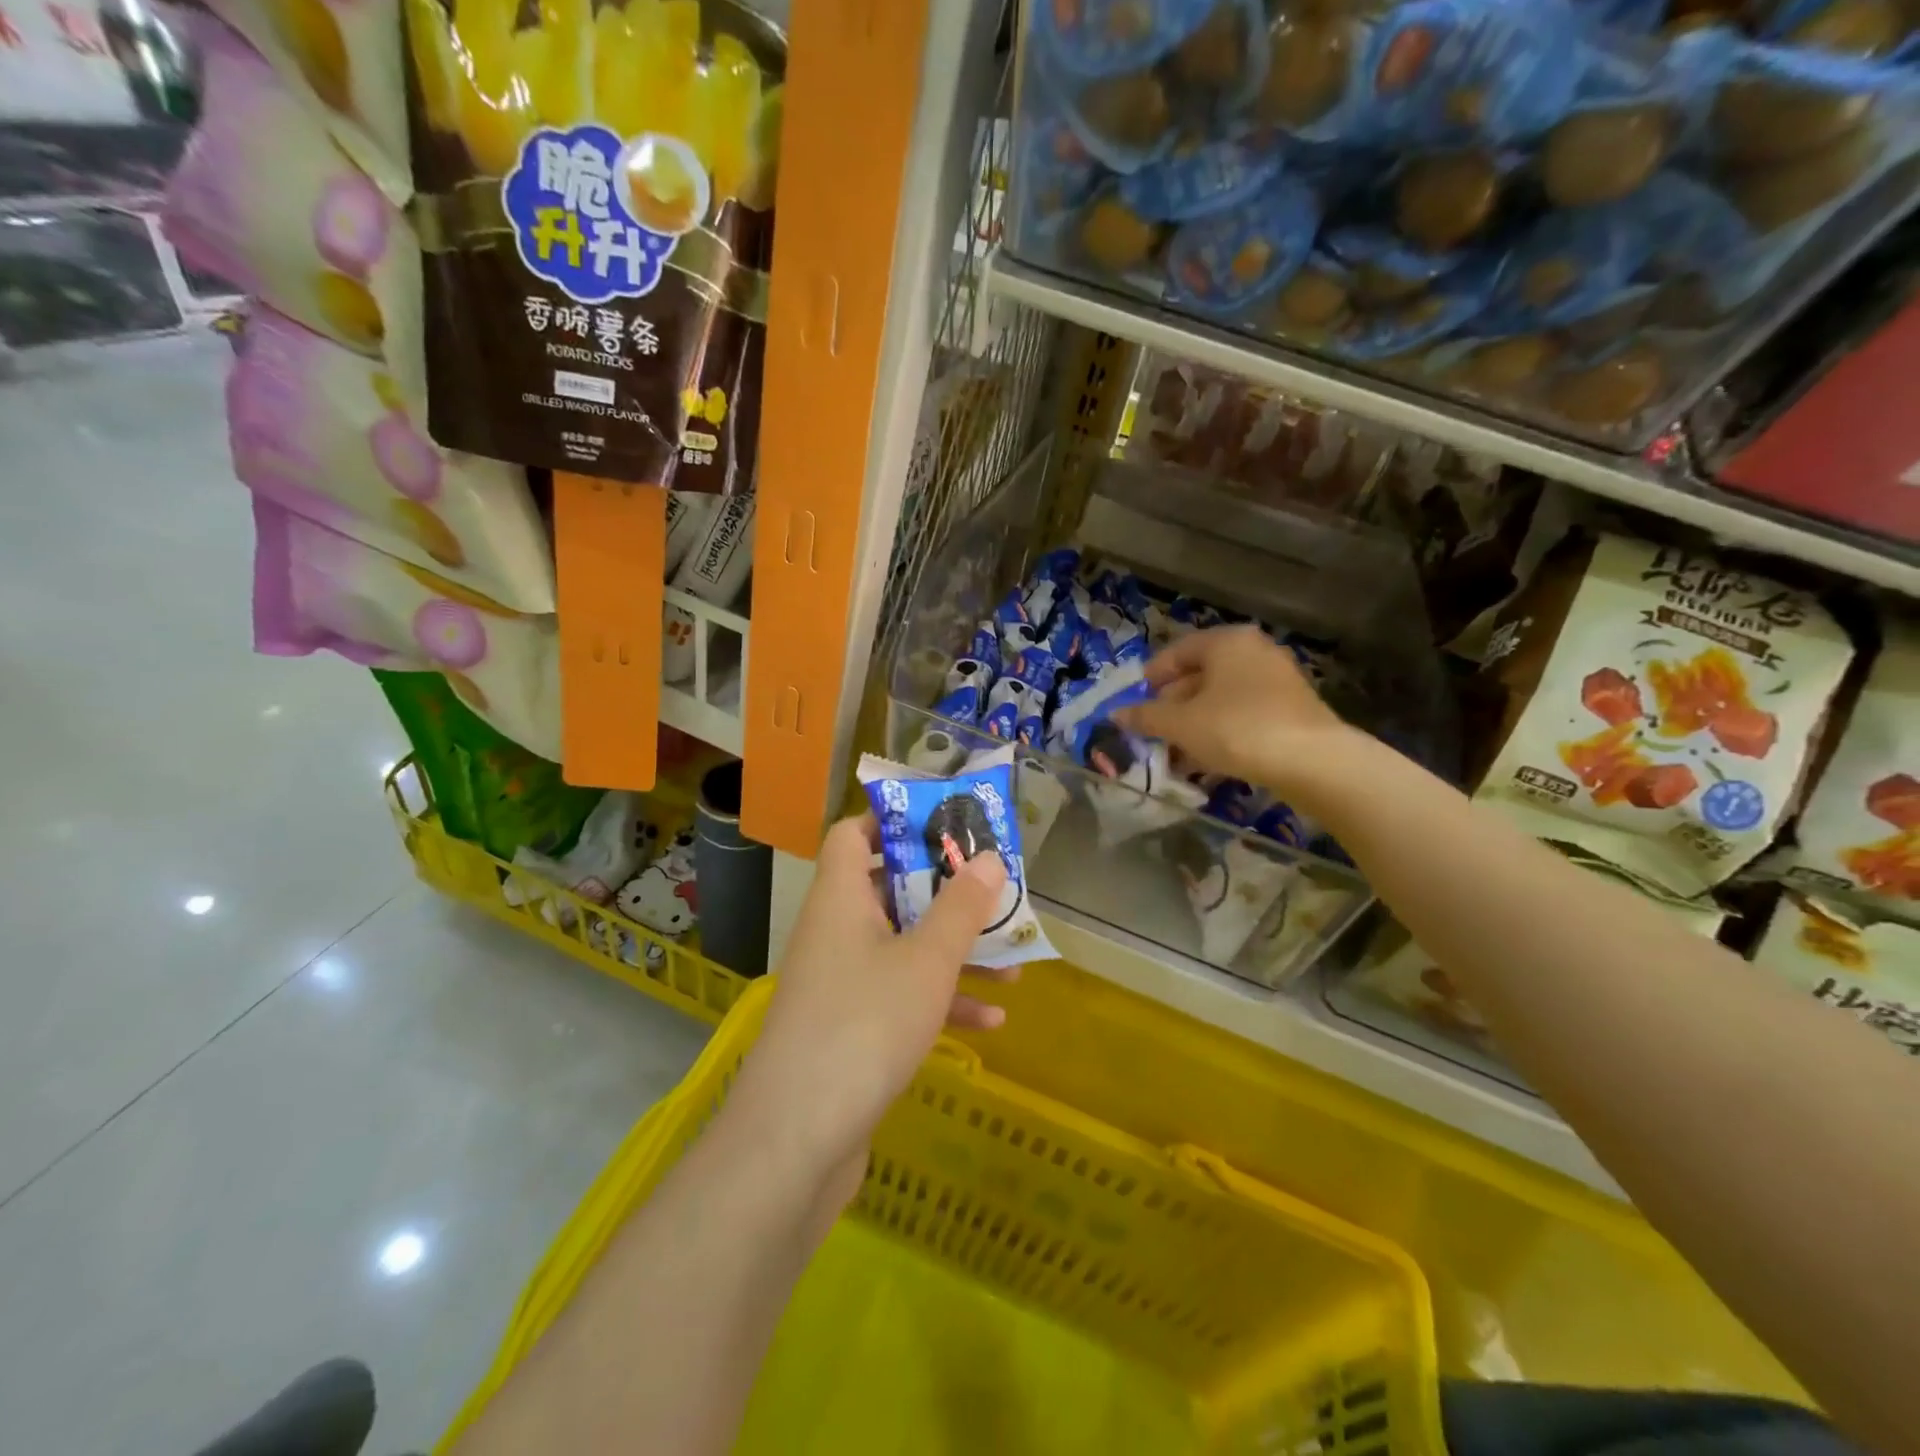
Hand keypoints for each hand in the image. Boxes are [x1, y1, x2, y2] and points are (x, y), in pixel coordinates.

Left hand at [728, 814, 1014, 1213]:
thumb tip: (988, 857)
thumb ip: (961, 907)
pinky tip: (991, 1022)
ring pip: (903, 948)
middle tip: (992, 889)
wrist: (796, 1141)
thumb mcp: (927, 961)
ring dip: (953, 951)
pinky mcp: (849, 1029)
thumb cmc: (865, 1026)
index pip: (852, 834)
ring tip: (1012, 962)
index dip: (892, 821)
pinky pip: (900, 997)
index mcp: (841, 898)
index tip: (944, 824)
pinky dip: (940, 1001)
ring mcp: (840, 983)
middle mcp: (835, 931)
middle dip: (943, 892)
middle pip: (889, 890)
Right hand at [1114, 625, 1355, 803]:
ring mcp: (1277, 680)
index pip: (1178, 651)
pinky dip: (1220, 732)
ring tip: (1174, 754)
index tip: (1134, 702)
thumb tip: (1115, 714)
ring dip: (1193, 724)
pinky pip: (1243, 714)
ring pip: (1221, 699)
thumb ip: (1146, 717)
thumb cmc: (1236, 729)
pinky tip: (1206, 761)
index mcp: (1227, 642)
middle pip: (1200, 675)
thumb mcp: (1180, 724)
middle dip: (1172, 706)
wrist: (1312, 761)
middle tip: (1152, 732)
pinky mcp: (1291, 710)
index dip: (1151, 676)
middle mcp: (1254, 652)